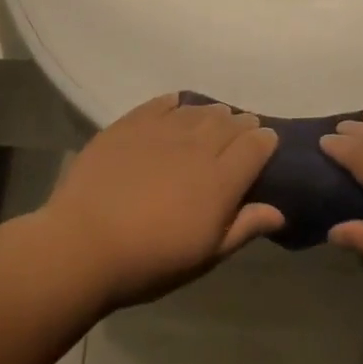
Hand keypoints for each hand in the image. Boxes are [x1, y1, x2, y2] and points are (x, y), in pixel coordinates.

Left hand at [40, 95, 282, 308]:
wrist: (84, 244)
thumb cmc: (150, 260)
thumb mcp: (205, 256)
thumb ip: (243, 228)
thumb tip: (278, 212)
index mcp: (221, 180)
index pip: (255, 146)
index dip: (265, 141)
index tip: (266, 143)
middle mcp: (198, 146)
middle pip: (229, 122)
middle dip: (242, 124)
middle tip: (243, 131)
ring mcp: (162, 130)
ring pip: (198, 110)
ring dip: (213, 113)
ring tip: (215, 118)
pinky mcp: (130, 124)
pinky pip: (162, 103)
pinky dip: (177, 103)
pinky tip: (178, 105)